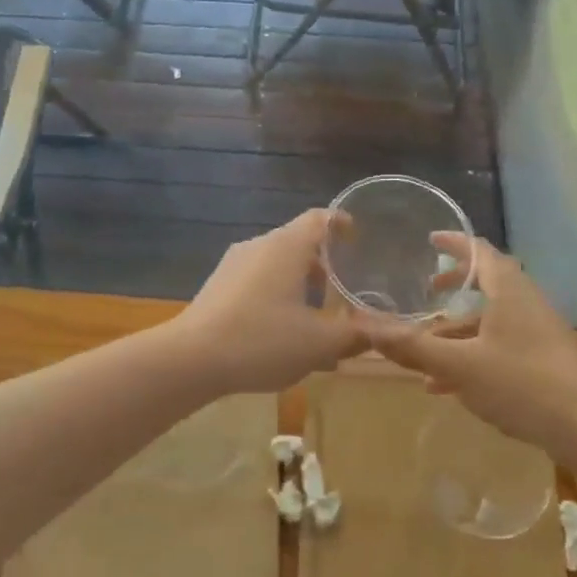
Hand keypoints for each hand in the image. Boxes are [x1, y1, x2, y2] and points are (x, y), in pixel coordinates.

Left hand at [174, 210, 366, 392]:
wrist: (191, 359)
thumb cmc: (261, 340)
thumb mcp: (318, 343)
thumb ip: (355, 334)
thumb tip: (385, 331)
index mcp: (287, 246)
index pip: (320, 218)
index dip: (342, 223)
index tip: (358, 238)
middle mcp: (260, 245)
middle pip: (298, 242)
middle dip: (324, 264)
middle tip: (344, 288)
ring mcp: (234, 264)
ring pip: (276, 264)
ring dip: (299, 284)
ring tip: (316, 317)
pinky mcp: (217, 286)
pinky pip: (257, 280)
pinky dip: (276, 295)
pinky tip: (281, 332)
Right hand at [369, 234, 576, 455]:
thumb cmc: (524, 383)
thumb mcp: (460, 366)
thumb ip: (413, 347)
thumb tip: (364, 326)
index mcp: (507, 289)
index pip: (478, 249)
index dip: (452, 242)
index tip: (428, 239)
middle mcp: (524, 301)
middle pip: (486, 282)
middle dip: (454, 285)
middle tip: (426, 289)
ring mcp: (538, 331)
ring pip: (491, 318)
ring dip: (458, 327)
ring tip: (426, 345)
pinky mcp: (544, 359)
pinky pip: (500, 344)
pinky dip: (472, 352)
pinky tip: (447, 385)